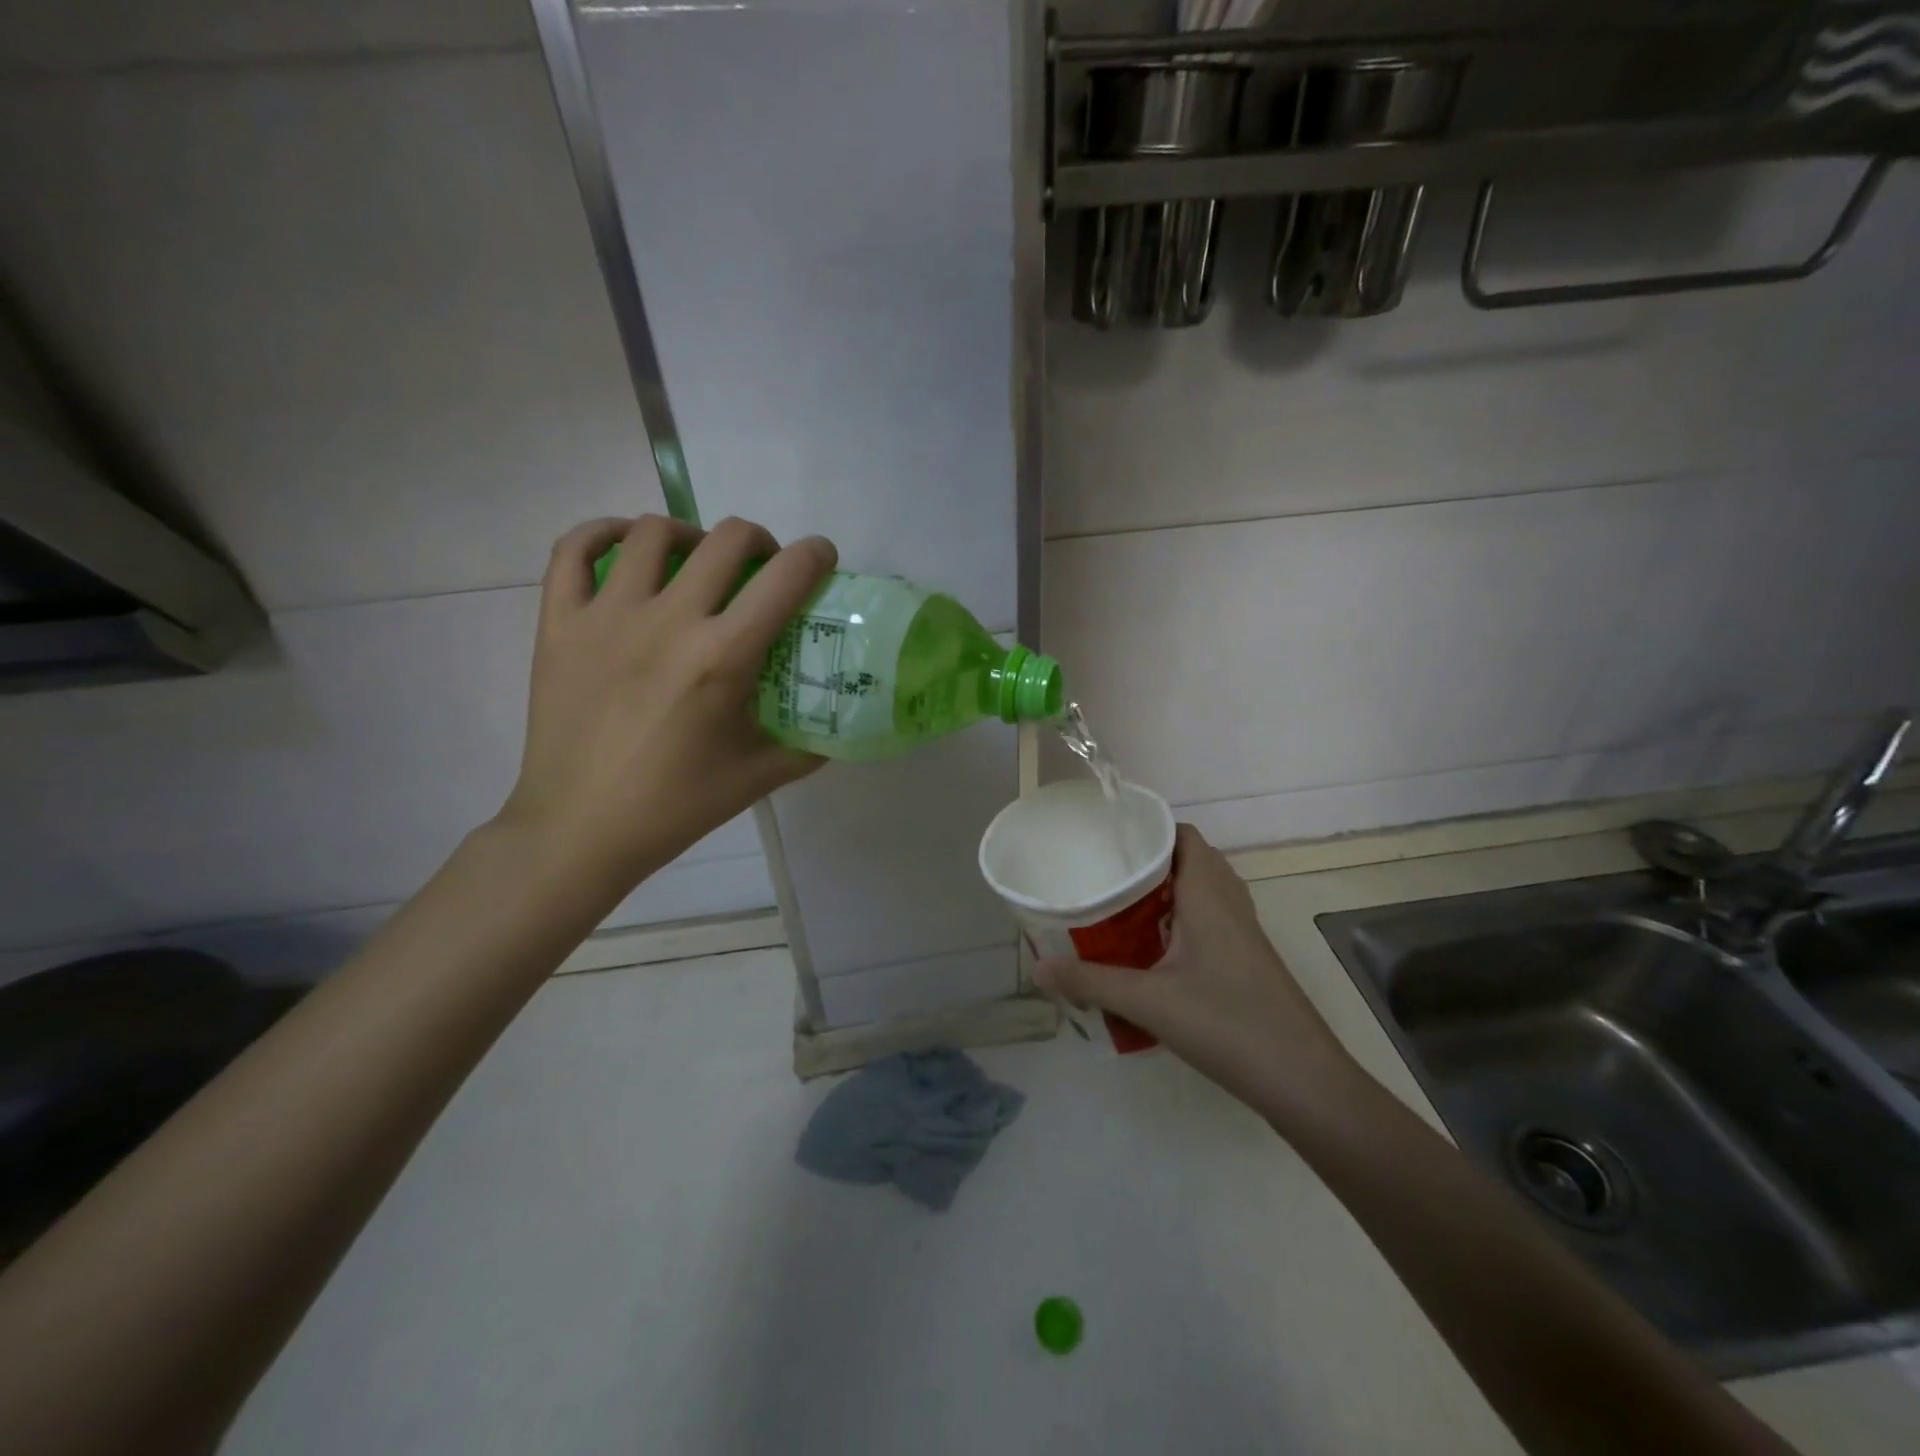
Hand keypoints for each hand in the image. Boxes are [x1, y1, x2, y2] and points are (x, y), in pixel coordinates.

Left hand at [498, 514, 835, 899]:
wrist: (581, 830)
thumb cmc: (675, 806)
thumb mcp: (758, 777)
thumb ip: (808, 746)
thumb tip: (836, 725)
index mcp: (723, 658)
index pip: (785, 578)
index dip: (815, 555)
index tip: (821, 559)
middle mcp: (669, 621)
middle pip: (726, 539)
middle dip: (760, 542)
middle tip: (761, 569)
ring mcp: (607, 616)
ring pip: (654, 533)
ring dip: (690, 535)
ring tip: (696, 561)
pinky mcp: (560, 624)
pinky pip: (574, 550)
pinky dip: (604, 533)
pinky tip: (626, 547)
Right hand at [1035, 824, 1360, 1121]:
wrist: (1304, 1081)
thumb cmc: (1228, 1024)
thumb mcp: (1150, 1002)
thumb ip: (1091, 981)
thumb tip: (1037, 967)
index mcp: (1209, 895)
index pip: (1183, 835)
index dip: (1148, 828)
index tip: (1106, 836)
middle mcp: (1229, 903)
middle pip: (1190, 858)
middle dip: (1148, 859)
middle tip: (1104, 870)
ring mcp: (1243, 932)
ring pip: (1201, 890)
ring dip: (1164, 890)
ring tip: (1120, 902)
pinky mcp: (1247, 959)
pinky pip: (1209, 917)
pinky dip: (1179, 916)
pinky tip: (1151, 946)